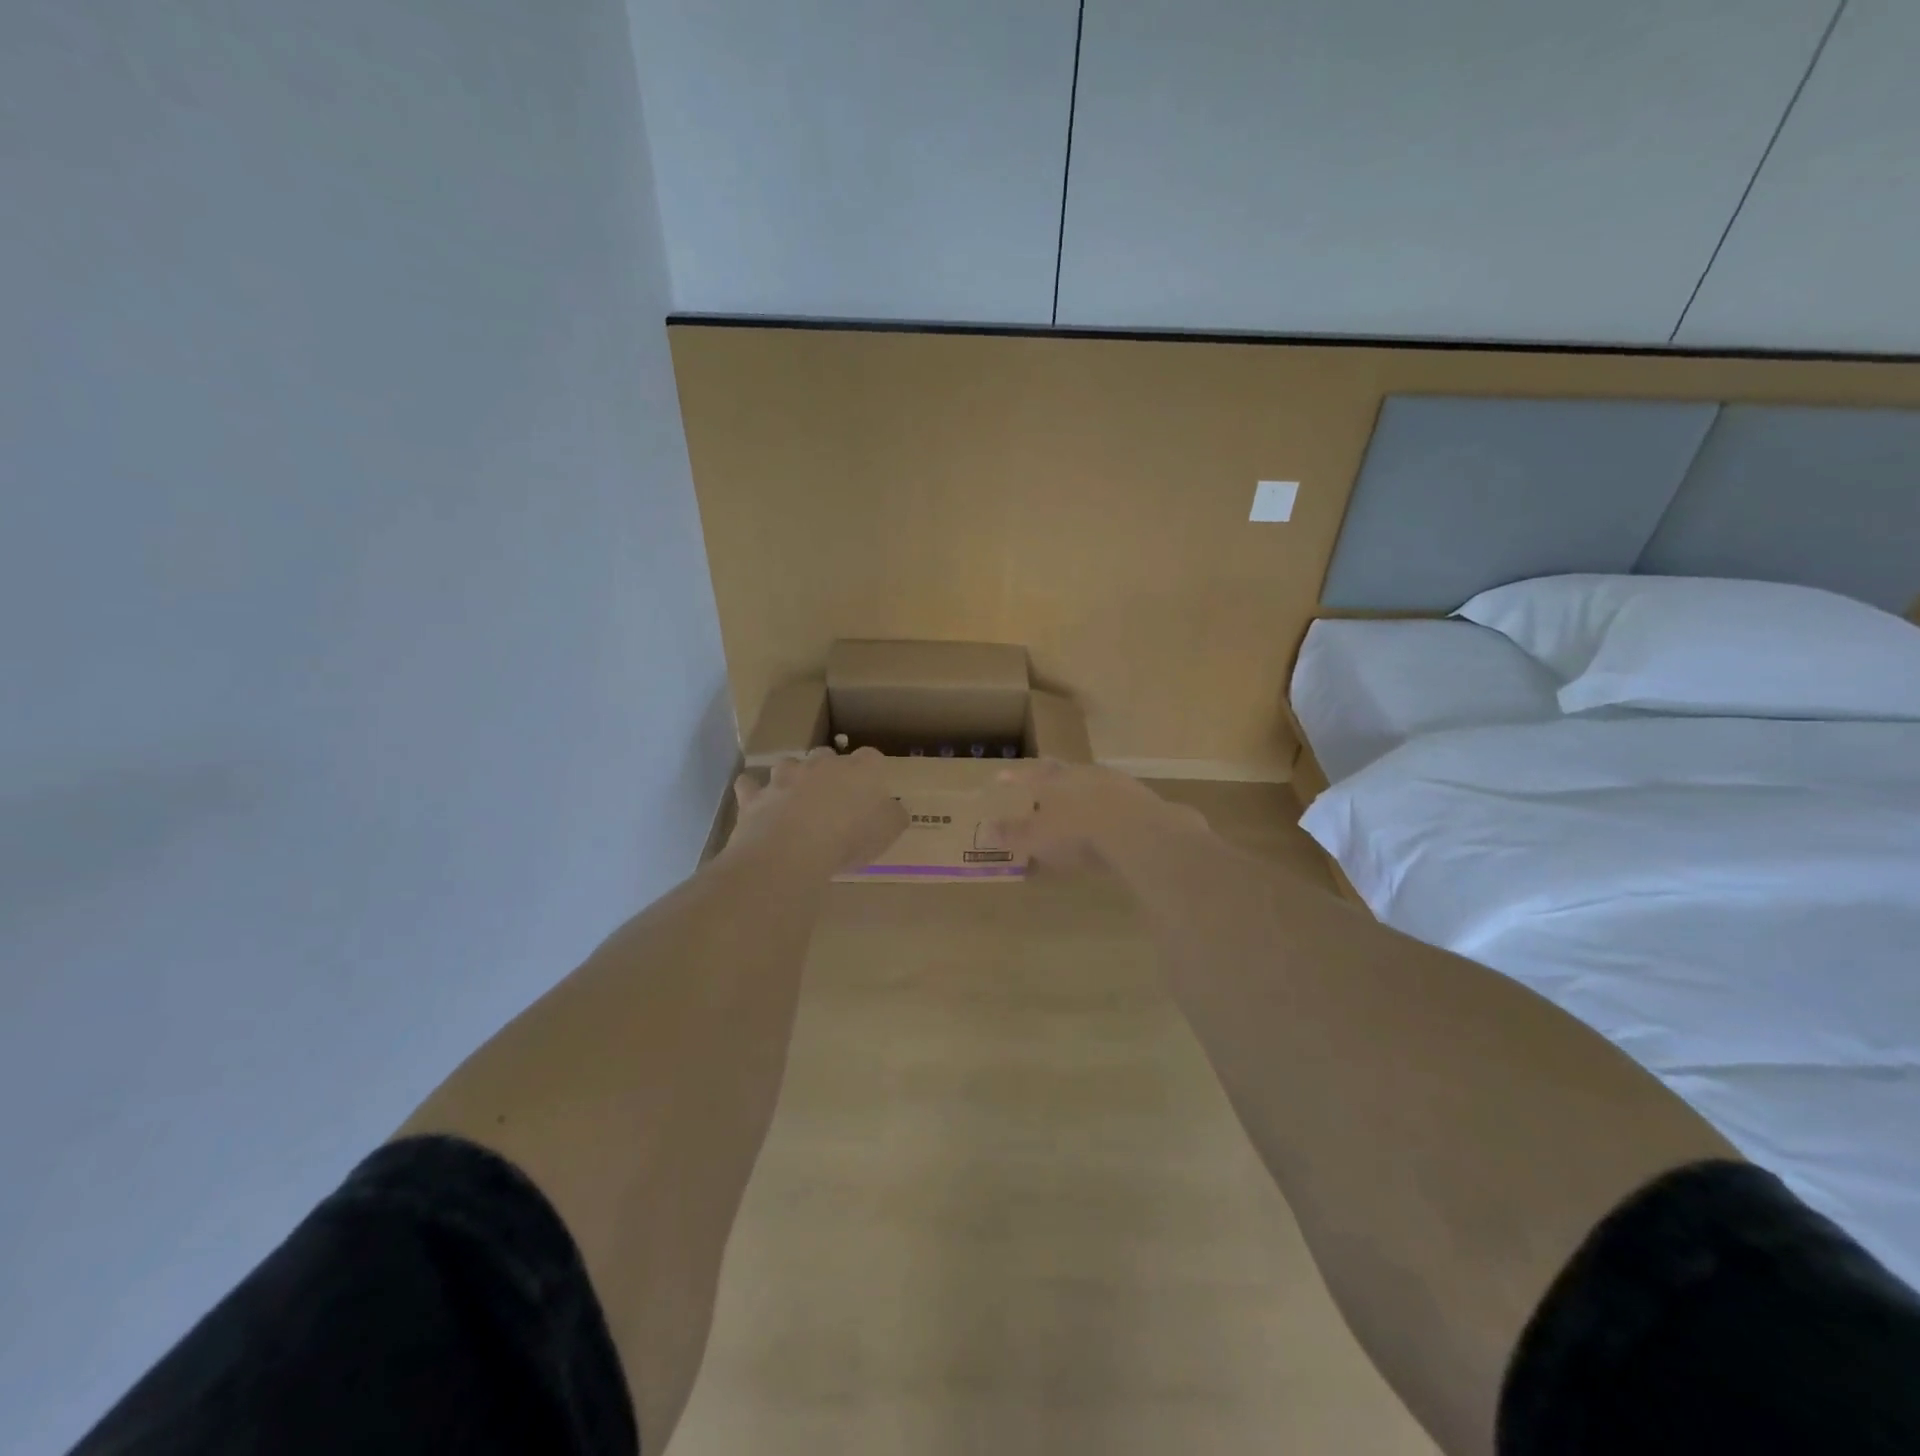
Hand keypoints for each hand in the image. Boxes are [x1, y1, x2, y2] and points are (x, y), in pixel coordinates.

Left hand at [728, 747, 907, 874]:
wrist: (792, 849)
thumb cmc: (849, 838)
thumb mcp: (888, 832)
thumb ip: (894, 816)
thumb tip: (895, 809)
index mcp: (859, 770)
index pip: (871, 757)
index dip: (871, 771)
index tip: (872, 788)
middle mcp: (821, 764)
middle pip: (826, 755)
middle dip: (829, 770)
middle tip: (833, 797)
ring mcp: (785, 776)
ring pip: (788, 765)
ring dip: (792, 777)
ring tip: (795, 800)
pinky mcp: (756, 795)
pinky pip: (750, 786)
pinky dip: (753, 792)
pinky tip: (757, 803)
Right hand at [996, 760, 1207, 871]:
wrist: (1135, 830)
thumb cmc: (1077, 833)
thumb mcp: (1038, 838)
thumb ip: (1013, 834)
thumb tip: (987, 829)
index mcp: (1052, 782)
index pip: (1026, 776)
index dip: (1013, 778)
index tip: (1000, 776)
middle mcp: (1080, 774)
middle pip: (1060, 770)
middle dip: (1049, 773)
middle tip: (1042, 773)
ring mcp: (1112, 781)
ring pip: (1089, 780)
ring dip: (1081, 787)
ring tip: (1076, 797)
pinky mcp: (1138, 796)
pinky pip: (1115, 797)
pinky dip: (1106, 804)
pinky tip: (1109, 817)